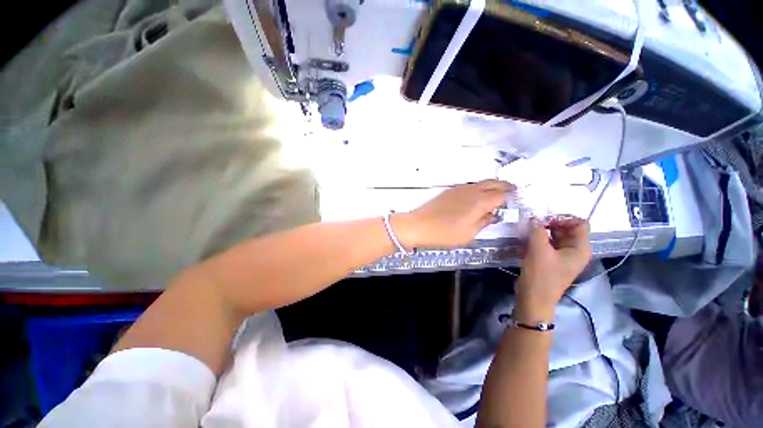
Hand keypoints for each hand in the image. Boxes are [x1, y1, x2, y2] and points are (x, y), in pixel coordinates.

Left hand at [393, 180, 513, 248]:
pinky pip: (470, 186)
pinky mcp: (449, 191)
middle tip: (513, 190)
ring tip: (497, 193)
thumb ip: (484, 222)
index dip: (510, 196)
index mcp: (480, 201)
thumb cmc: (445, 233)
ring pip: (481, 183)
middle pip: (493, 183)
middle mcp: (471, 191)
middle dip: (505, 185)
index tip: (516, 199)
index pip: (501, 194)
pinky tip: (478, 196)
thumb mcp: (469, 233)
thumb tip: (493, 215)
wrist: (418, 225)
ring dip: (491, 185)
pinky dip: (479, 188)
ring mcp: (459, 189)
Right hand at [515, 218, 591, 318]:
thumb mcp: (539, 249)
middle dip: (550, 224)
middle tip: (532, 224)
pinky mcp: (551, 260)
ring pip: (555, 236)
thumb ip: (538, 230)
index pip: (580, 224)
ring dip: (542, 232)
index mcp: (580, 248)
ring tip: (527, 231)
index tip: (544, 220)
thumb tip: (534, 218)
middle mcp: (575, 250)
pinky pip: (547, 244)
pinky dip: (538, 240)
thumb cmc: (541, 274)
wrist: (534, 298)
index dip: (563, 218)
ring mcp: (562, 256)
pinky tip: (526, 241)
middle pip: (567, 229)